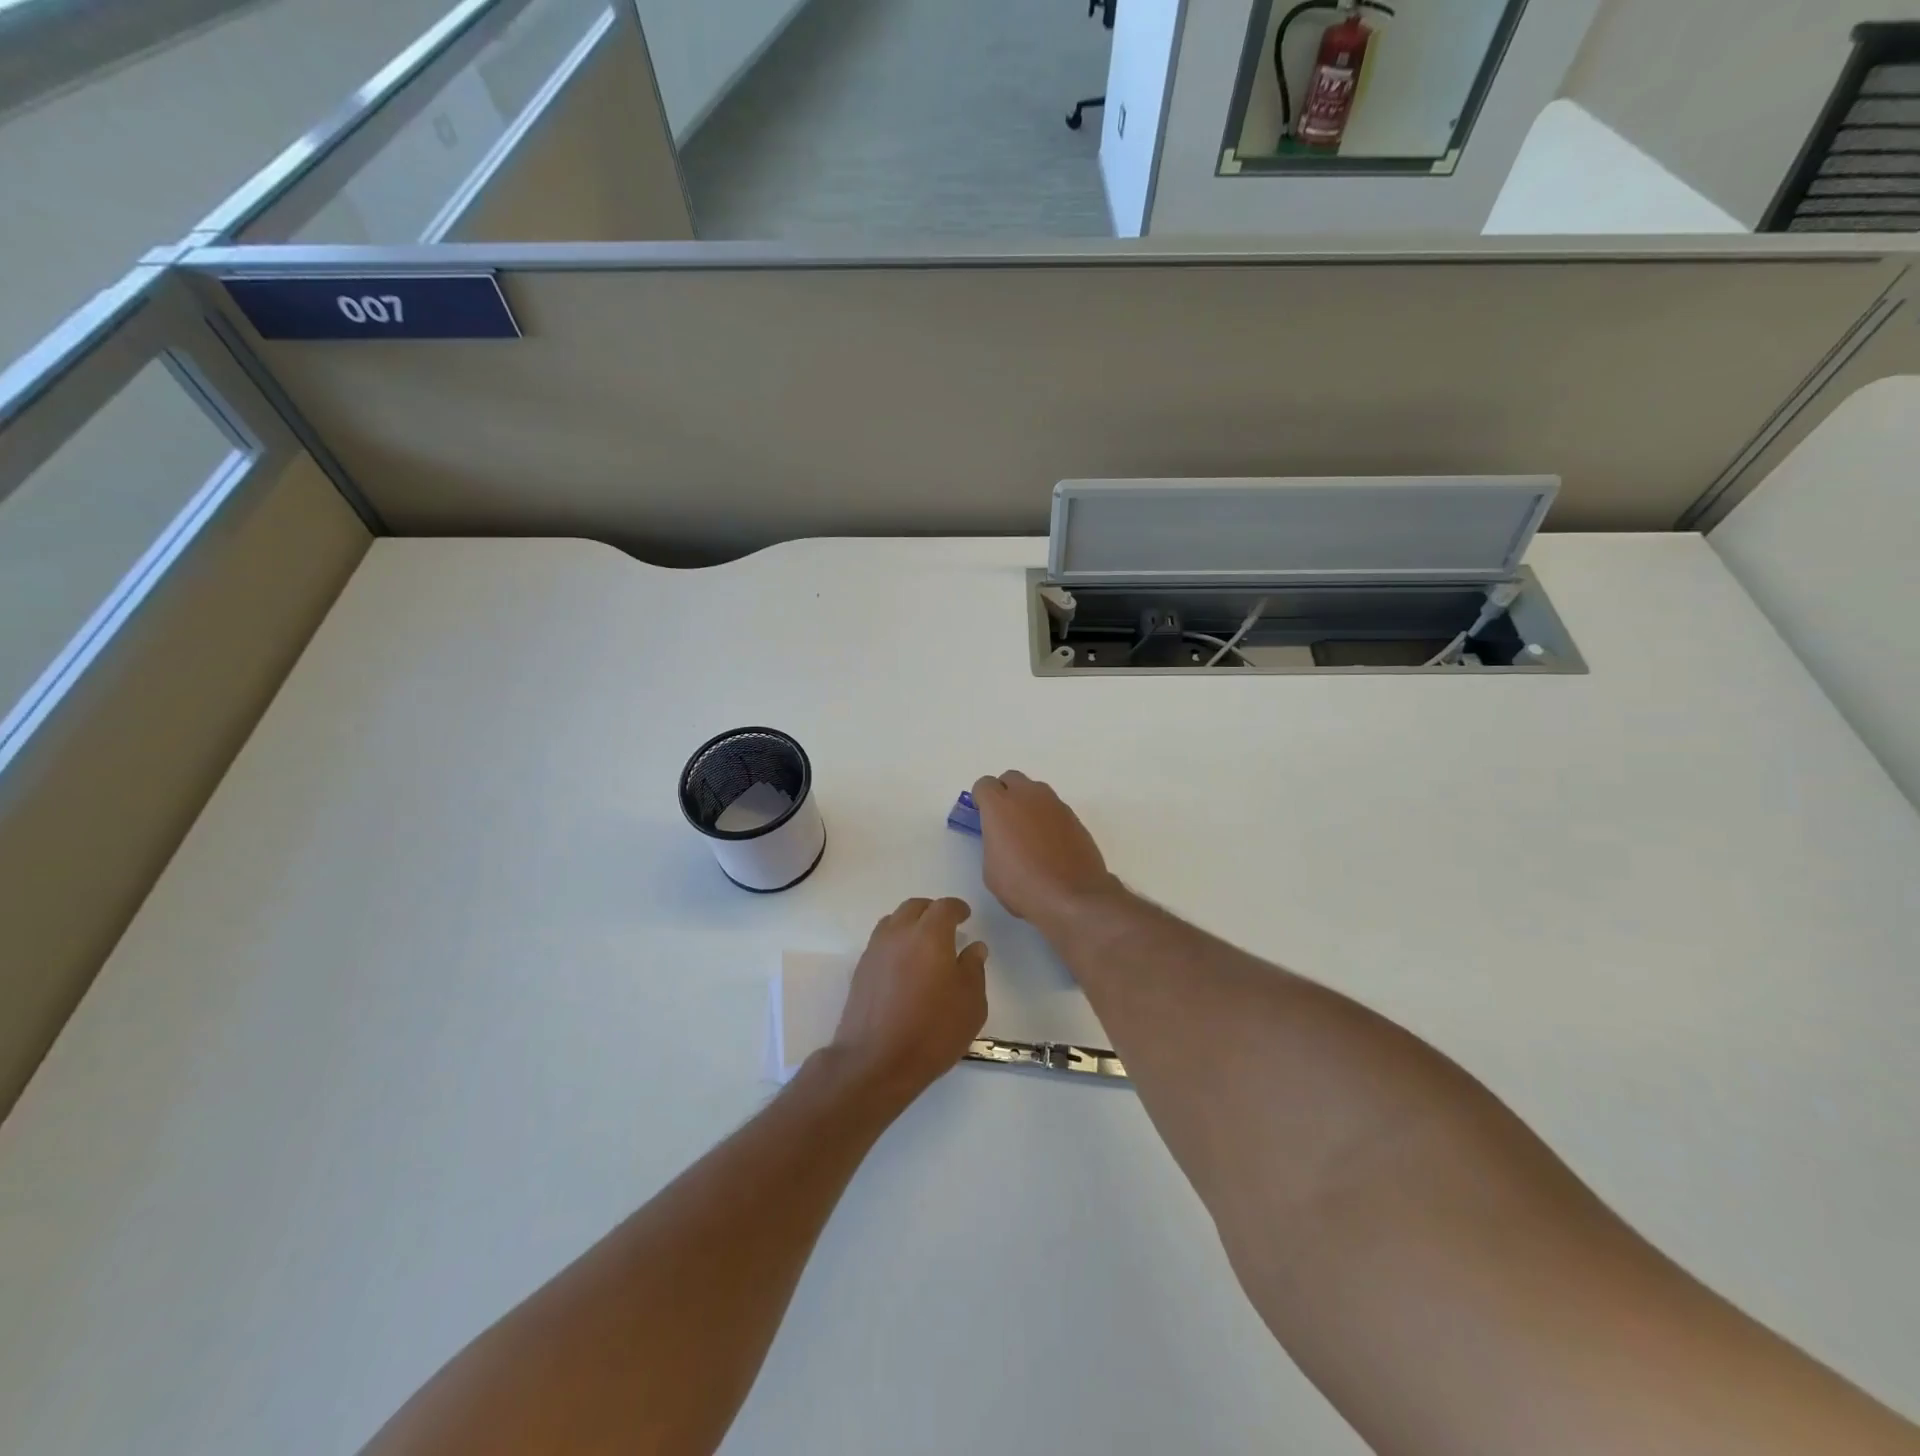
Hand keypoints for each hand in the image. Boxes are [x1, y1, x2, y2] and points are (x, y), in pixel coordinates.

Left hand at [830, 897, 987, 1101]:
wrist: (875, 1061)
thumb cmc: (932, 1031)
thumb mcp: (970, 1004)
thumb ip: (974, 969)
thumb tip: (974, 948)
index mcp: (930, 935)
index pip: (944, 907)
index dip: (957, 908)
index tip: (965, 916)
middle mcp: (899, 934)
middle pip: (915, 907)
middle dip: (932, 911)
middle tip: (946, 927)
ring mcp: (875, 950)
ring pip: (894, 921)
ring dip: (910, 924)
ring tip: (923, 943)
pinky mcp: (861, 970)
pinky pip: (881, 942)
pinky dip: (895, 942)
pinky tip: (904, 965)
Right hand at [970, 772, 1122, 935]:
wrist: (1072, 897)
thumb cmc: (1023, 885)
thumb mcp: (991, 869)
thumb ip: (993, 842)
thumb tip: (1003, 839)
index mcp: (1000, 805)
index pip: (984, 785)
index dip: (981, 800)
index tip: (982, 817)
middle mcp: (1028, 796)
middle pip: (1011, 778)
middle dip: (1004, 793)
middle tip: (1004, 821)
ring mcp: (1055, 804)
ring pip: (1035, 791)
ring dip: (1027, 803)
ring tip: (1028, 834)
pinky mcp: (1074, 817)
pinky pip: (1053, 808)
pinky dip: (1047, 818)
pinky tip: (1049, 845)